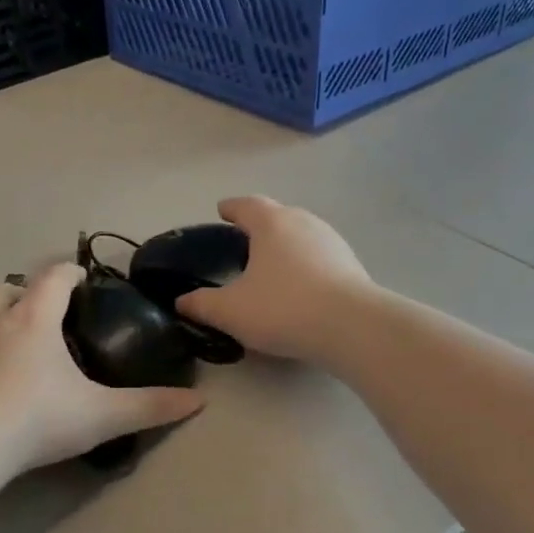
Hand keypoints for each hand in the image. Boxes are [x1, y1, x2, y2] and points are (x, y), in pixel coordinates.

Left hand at [0, 263, 201, 471]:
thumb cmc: (39, 419)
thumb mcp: (102, 415)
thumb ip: (149, 407)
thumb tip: (197, 402)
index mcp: (35, 320)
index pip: (53, 278)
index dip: (70, 273)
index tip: (81, 278)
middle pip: (6, 288)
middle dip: (23, 291)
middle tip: (37, 310)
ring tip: (2, 335)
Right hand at [176, 196, 372, 361]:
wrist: (352, 326)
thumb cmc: (283, 308)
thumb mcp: (231, 311)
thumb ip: (202, 304)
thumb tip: (181, 301)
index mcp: (271, 224)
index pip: (247, 205)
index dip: (232, 208)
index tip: (222, 210)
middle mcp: (303, 222)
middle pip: (278, 215)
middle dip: (260, 224)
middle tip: (245, 240)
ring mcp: (332, 241)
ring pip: (302, 234)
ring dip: (286, 243)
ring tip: (272, 263)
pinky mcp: (352, 264)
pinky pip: (320, 256)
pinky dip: (306, 263)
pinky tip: (301, 284)